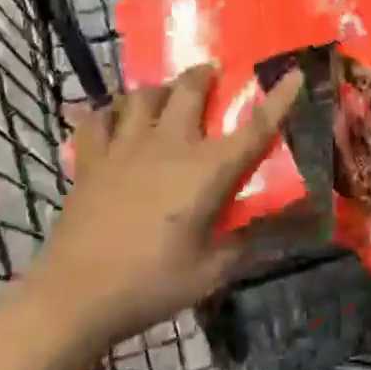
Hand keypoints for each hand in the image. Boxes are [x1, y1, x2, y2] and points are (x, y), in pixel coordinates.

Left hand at [31, 64, 302, 354]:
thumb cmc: (151, 284)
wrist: (76, 296)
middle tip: (211, 73)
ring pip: (142, 95)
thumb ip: (247, 243)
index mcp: (206, 169)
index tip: (295, 73)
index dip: (279, 98)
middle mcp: (169, 144)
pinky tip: (112, 118)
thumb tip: (284, 229)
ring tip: (164, 94)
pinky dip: (107, 112)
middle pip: (188, 88)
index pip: (254, 127)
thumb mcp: (212, 272)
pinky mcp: (91, 158)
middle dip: (204, 74)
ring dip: (159, 89)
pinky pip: (97, 119)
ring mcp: (125, 146)